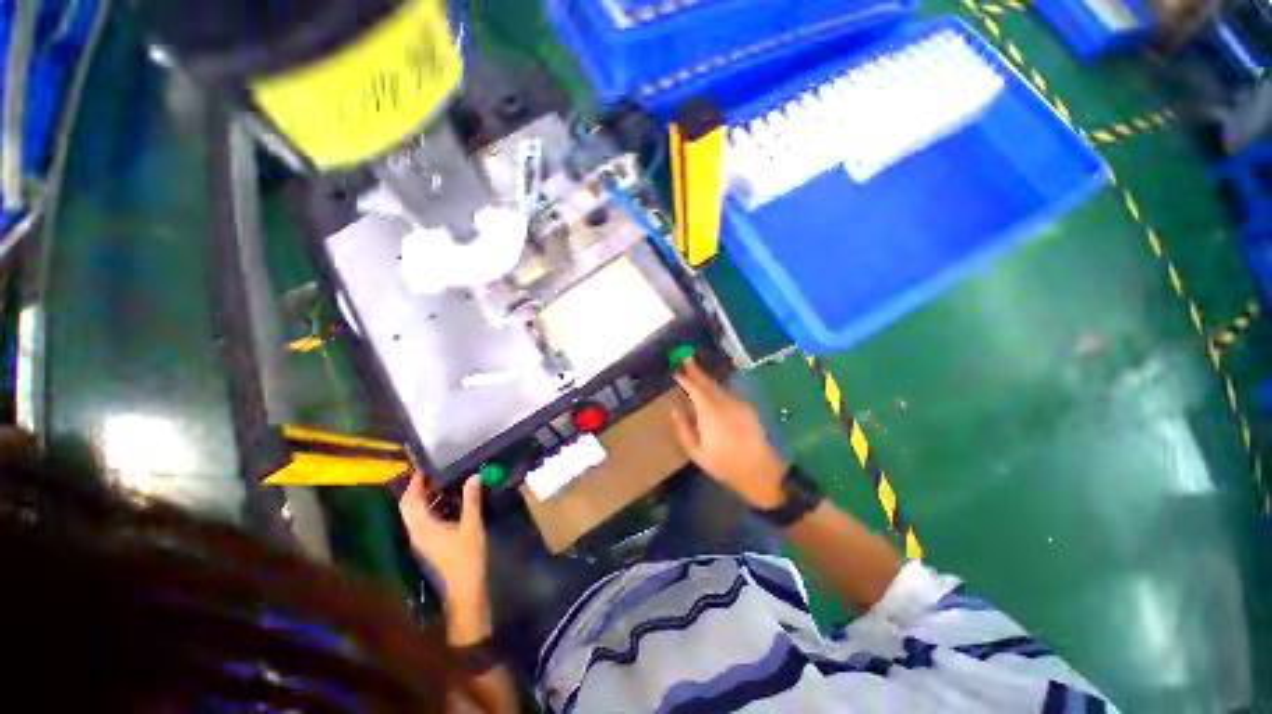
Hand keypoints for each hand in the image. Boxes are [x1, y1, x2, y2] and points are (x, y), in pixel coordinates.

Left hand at [398, 473, 487, 605]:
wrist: (465, 585)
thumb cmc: (467, 554)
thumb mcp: (472, 524)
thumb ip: (471, 499)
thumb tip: (474, 476)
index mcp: (423, 526)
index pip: (411, 500)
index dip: (415, 482)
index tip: (425, 467)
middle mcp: (416, 531)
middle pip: (408, 506)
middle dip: (417, 488)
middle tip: (433, 472)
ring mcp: (421, 539)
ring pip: (414, 513)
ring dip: (424, 497)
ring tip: (442, 481)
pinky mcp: (428, 543)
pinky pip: (422, 519)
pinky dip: (430, 507)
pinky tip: (448, 500)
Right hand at [671, 357, 787, 508]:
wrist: (759, 471)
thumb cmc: (723, 464)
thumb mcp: (696, 451)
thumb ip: (682, 427)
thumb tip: (674, 409)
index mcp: (709, 412)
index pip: (695, 388)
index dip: (685, 379)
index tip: (676, 372)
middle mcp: (724, 402)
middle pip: (708, 382)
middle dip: (696, 370)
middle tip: (686, 357)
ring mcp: (738, 404)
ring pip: (718, 387)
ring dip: (706, 381)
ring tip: (696, 376)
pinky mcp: (747, 408)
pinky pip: (728, 395)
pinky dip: (717, 391)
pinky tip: (713, 394)